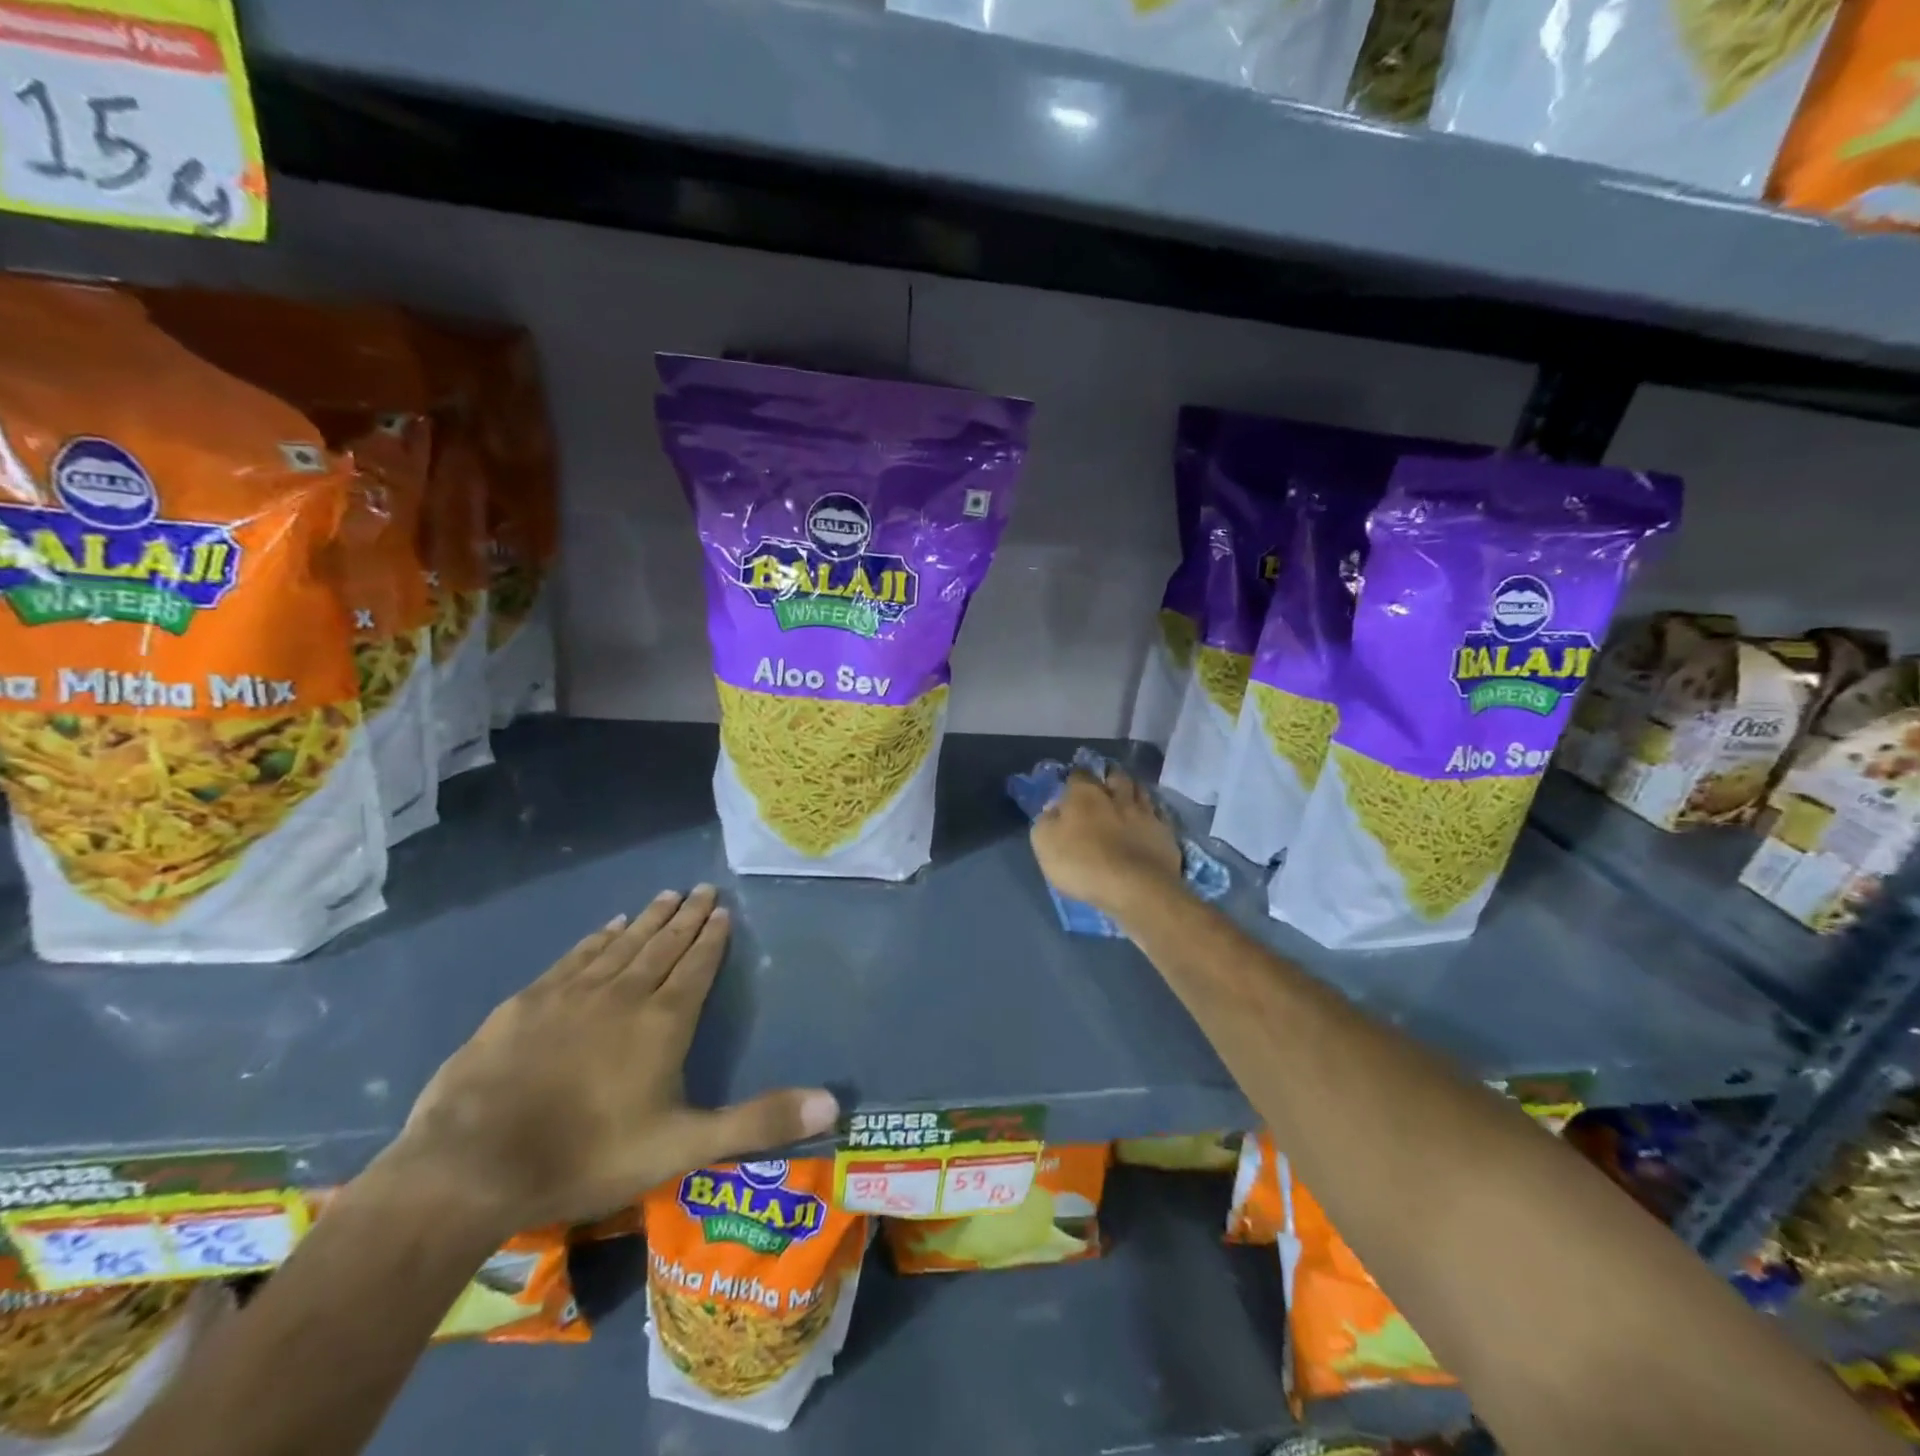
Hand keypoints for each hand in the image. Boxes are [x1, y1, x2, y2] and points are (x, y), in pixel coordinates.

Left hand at [389, 886, 837, 1235]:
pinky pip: (575, 957)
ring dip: (647, 919)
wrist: (471, 1166)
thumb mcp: (684, 1146)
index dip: (711, 938)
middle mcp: (623, 994)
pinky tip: (606, 927)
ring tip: (665, 895)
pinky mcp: (528, 1003)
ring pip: (621, 944)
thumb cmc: (588, 1155)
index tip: (722, 909)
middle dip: (686, 916)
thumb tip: (833, 1102)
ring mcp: (572, 994)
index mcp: (663, 1022)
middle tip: (702, 888)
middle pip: (662, 945)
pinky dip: (596, 939)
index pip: (696, 966)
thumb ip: (758, 1122)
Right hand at [1030, 768, 1182, 918]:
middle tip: (1104, 786)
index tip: (1071, 787)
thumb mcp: (1045, 844)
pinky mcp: (1165, 832)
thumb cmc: (1083, 864)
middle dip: (1109, 778)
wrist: (1135, 888)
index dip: (1075, 779)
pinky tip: (1148, 819)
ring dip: (1133, 791)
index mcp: (1085, 795)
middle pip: (1115, 776)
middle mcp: (1117, 796)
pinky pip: (1158, 814)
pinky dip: (1152, 813)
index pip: (1079, 774)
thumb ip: (1046, 821)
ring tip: (1128, 797)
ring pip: (1141, 791)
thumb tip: (1054, 810)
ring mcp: (1145, 813)